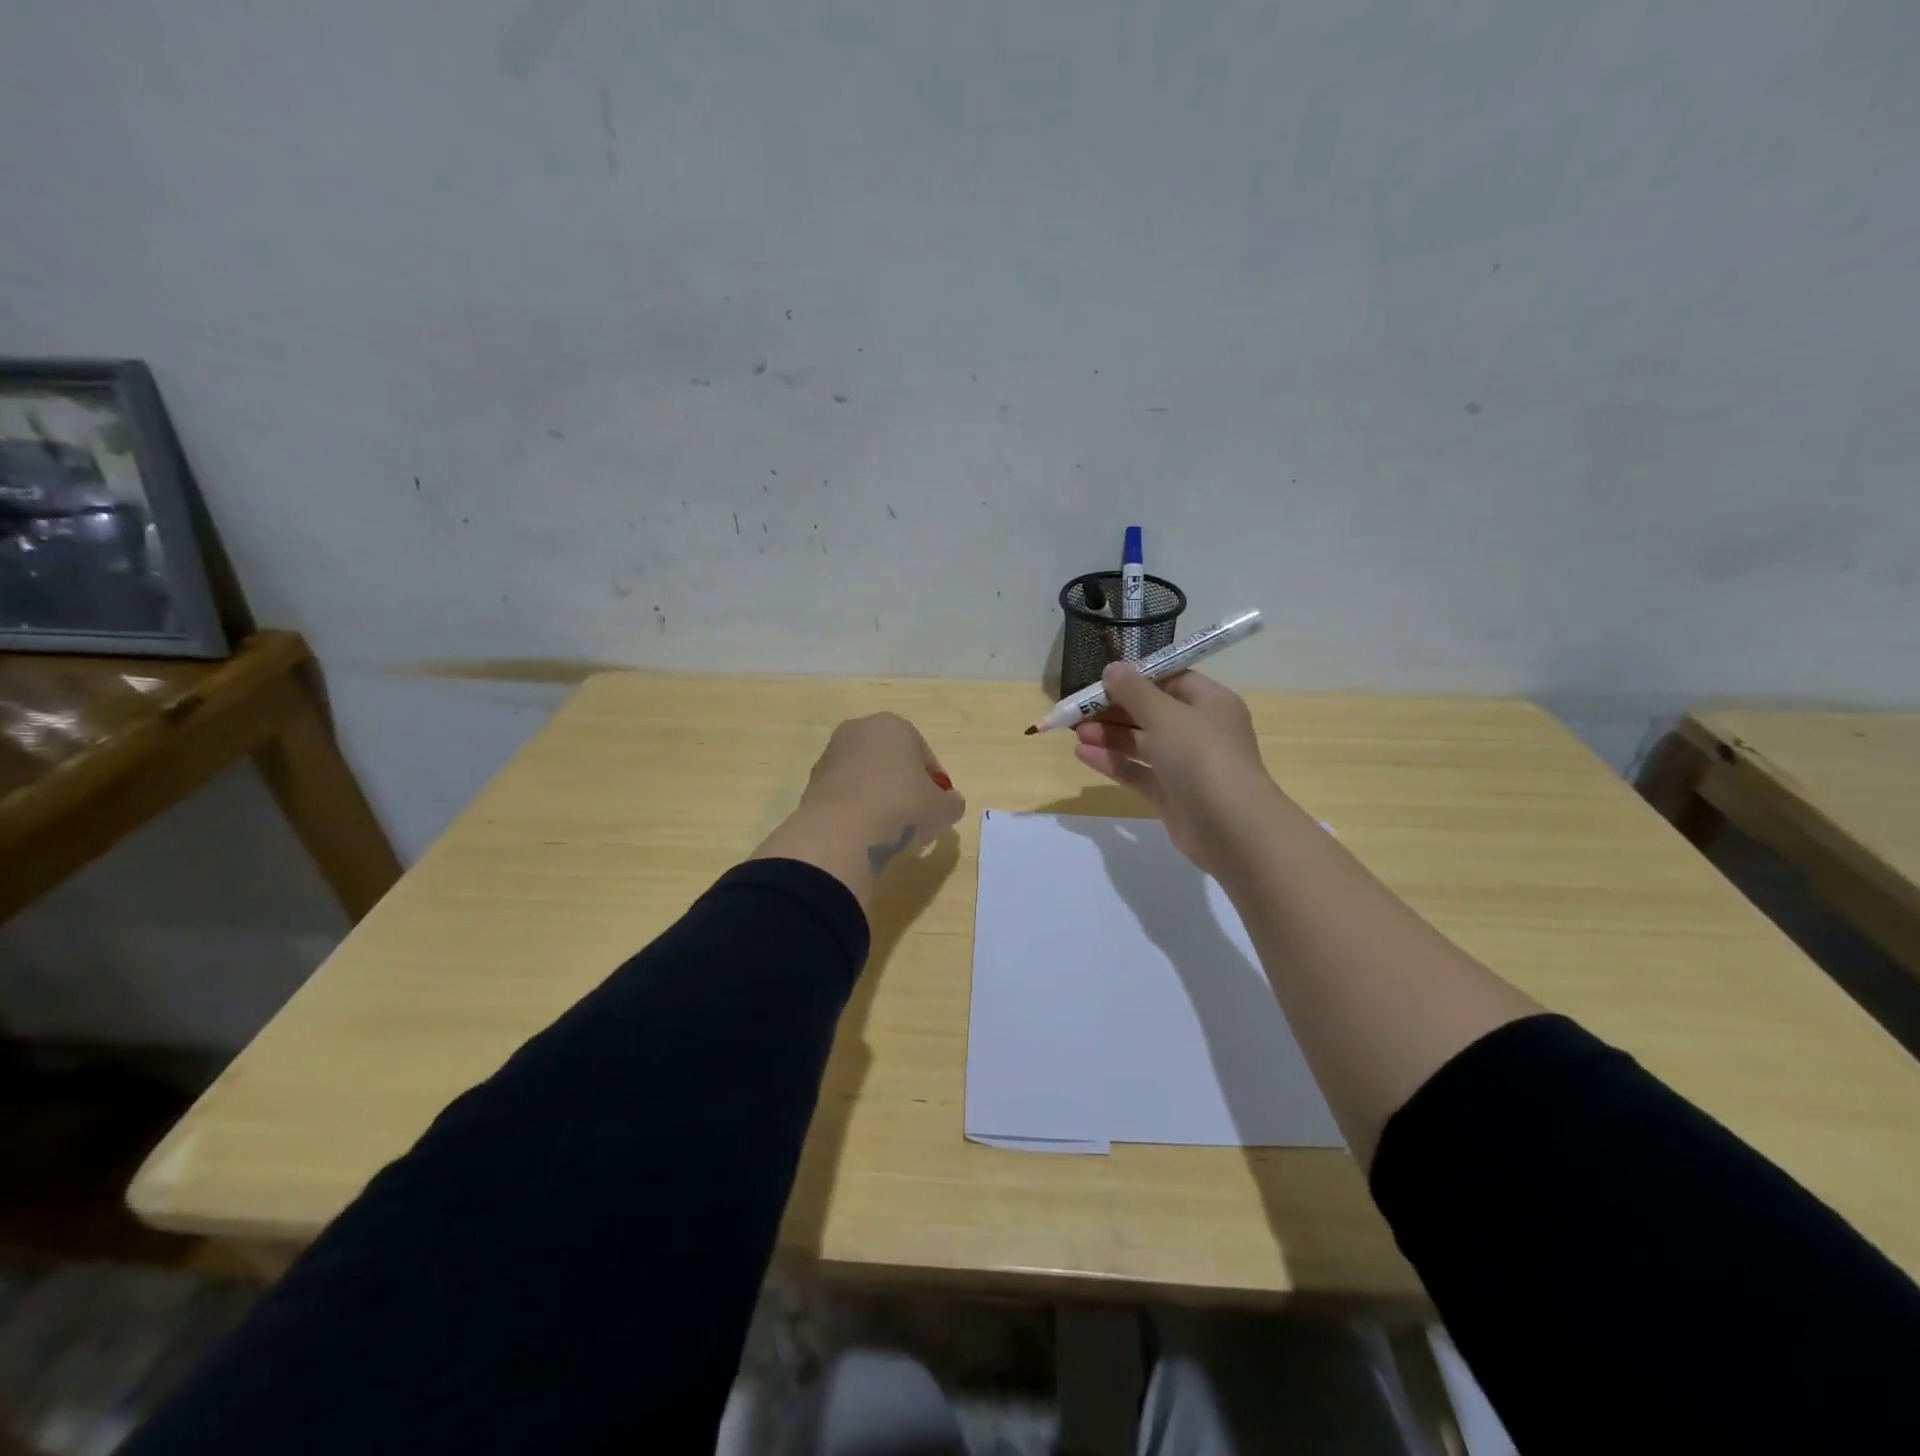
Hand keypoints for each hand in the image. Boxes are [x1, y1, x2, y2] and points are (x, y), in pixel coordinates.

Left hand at [752, 713, 964, 907]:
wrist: (841, 832)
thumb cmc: (901, 808)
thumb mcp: (943, 809)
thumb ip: (952, 802)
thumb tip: (948, 803)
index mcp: (894, 725)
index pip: (923, 752)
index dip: (934, 781)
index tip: (937, 805)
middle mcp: (859, 730)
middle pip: (891, 759)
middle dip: (903, 783)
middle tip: (914, 814)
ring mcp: (831, 754)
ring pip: (866, 774)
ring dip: (878, 794)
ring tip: (888, 826)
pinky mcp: (812, 780)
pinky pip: (845, 791)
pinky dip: (856, 805)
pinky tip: (863, 830)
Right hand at [1072, 666, 1272, 873]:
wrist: (1232, 828)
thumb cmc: (1202, 756)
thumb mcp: (1165, 714)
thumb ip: (1134, 691)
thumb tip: (1113, 668)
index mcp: (1210, 702)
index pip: (1171, 680)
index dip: (1136, 679)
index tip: (1102, 681)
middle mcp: (1200, 730)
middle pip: (1152, 712)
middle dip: (1115, 710)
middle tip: (1079, 710)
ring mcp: (1186, 765)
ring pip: (1142, 744)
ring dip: (1109, 736)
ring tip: (1076, 732)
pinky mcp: (1172, 795)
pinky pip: (1138, 772)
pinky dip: (1113, 762)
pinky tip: (1082, 755)